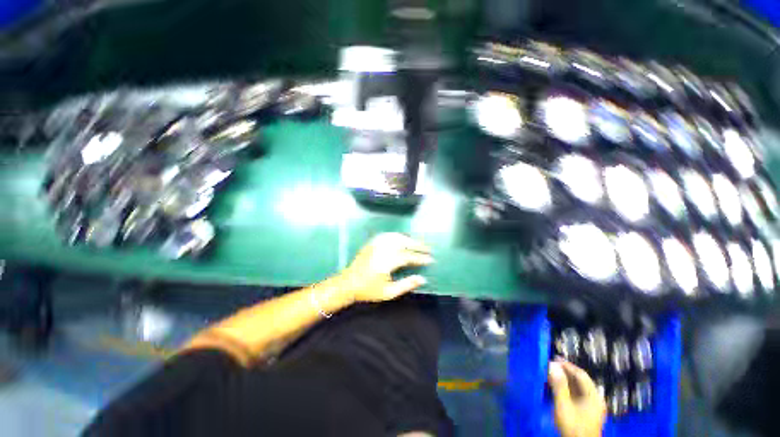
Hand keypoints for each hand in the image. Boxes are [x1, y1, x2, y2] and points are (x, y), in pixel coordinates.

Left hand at [339, 233, 432, 302]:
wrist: (348, 283)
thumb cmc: (368, 290)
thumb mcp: (389, 292)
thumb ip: (406, 284)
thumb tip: (422, 279)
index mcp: (387, 262)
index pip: (408, 257)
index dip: (420, 258)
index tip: (430, 259)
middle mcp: (382, 250)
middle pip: (404, 242)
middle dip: (418, 245)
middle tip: (428, 248)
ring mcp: (376, 245)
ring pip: (396, 236)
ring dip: (409, 239)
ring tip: (418, 243)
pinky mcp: (372, 243)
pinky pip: (387, 235)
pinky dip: (398, 236)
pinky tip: (402, 239)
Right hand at [548, 360, 606, 436]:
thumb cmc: (572, 425)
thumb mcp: (563, 405)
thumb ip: (559, 385)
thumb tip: (552, 365)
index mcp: (594, 396)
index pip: (581, 375)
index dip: (567, 365)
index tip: (554, 358)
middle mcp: (595, 399)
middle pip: (581, 381)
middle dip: (565, 372)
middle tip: (551, 365)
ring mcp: (592, 407)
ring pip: (578, 388)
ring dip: (565, 380)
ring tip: (552, 374)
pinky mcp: (587, 412)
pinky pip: (577, 395)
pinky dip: (567, 388)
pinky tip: (558, 387)